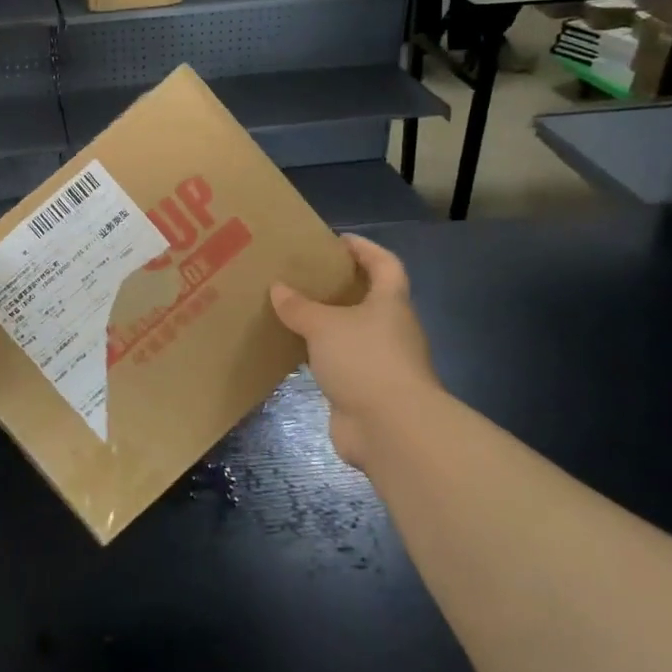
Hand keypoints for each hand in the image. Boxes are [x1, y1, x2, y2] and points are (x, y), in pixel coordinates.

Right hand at [270, 235, 442, 471]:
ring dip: (329, 325)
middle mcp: (392, 330)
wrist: (392, 429)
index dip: (366, 249)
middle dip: (341, 287)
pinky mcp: (369, 391)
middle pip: (370, 299)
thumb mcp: (324, 325)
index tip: (338, 241)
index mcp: (391, 303)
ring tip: (294, 312)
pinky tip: (296, 353)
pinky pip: (343, 364)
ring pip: (353, 334)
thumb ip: (300, 307)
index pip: (385, 264)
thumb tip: (279, 289)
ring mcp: (383, 363)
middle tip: (305, 277)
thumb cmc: (365, 360)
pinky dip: (322, 356)